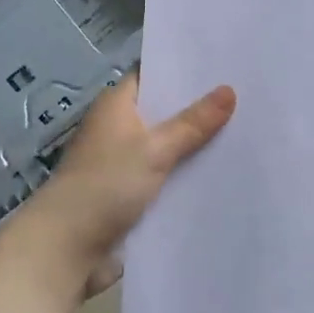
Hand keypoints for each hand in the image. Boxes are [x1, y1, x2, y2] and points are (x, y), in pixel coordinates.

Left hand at [0, 76, 234, 312]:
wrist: (67, 249)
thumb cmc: (105, 185)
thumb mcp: (154, 149)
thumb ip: (193, 123)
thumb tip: (229, 89)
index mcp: (116, 105)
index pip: (153, 74)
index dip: (184, 69)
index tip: (223, 63)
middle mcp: (118, 128)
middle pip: (164, 112)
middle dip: (199, 109)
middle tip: (246, 97)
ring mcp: (124, 163)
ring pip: (168, 147)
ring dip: (195, 146)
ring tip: (244, 132)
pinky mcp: (130, 195)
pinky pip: (166, 177)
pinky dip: (186, 175)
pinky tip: (221, 173)